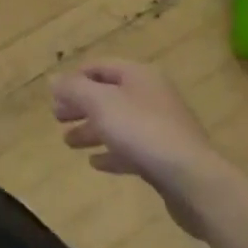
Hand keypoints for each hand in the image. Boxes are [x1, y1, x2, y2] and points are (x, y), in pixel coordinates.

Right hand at [52, 60, 229, 236]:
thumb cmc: (142, 131)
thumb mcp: (100, 103)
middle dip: (80, 105)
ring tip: (68, 142)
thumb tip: (54, 80)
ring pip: (118, 123)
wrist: (193, 180)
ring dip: (92, 130)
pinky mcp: (165, 157)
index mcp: (138, 75)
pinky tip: (95, 163)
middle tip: (57, 117)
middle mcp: (151, 95)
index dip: (75, 78)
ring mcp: (161, 127)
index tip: (55, 95)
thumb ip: (74, 89)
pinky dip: (112, 152)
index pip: (99, 67)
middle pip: (108, 94)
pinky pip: (132, 148)